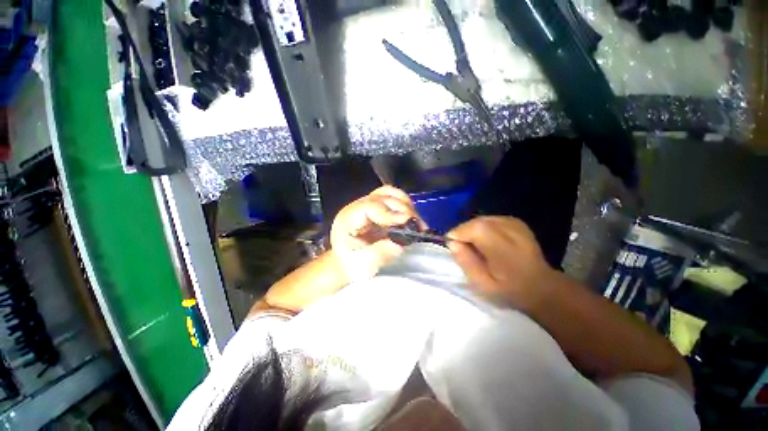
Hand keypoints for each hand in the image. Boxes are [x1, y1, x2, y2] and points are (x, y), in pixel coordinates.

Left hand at [331, 186, 423, 280]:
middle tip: (418, 226)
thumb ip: (379, 254)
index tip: (407, 221)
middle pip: (383, 196)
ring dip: (407, 205)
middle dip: (403, 208)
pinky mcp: (380, 209)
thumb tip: (399, 244)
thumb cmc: (352, 265)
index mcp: (349, 218)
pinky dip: (406, 207)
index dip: (390, 211)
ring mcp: (370, 206)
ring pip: (390, 194)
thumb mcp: (362, 265)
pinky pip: (395, 200)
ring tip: (417, 223)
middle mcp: (359, 207)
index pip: (370, 206)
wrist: (349, 264)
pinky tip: (412, 220)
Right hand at [447, 216, 554, 309]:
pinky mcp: (515, 221)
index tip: (455, 248)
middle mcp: (509, 229)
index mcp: (502, 247)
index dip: (458, 235)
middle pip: (476, 222)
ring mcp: (514, 223)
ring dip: (473, 231)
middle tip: (464, 249)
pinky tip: (488, 241)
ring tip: (477, 247)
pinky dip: (483, 228)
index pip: (472, 229)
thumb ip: (466, 262)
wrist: (541, 286)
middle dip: (464, 233)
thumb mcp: (482, 284)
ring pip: (481, 220)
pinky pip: (489, 220)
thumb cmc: (509, 290)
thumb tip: (452, 243)